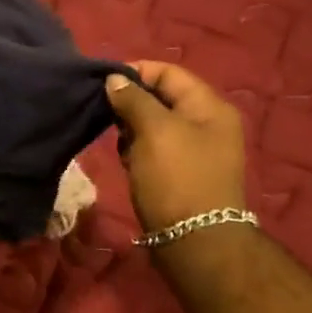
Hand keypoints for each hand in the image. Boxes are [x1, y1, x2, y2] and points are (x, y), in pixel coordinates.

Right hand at [105, 62, 247, 233]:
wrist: (194, 241)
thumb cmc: (176, 178)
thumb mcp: (153, 131)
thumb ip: (134, 100)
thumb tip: (115, 79)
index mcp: (209, 106)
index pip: (169, 72)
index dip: (135, 72)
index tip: (102, 83)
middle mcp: (207, 123)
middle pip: (162, 98)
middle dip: (131, 103)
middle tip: (106, 117)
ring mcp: (196, 150)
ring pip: (155, 125)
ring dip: (132, 129)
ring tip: (118, 144)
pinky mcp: (182, 172)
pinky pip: (155, 149)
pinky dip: (138, 150)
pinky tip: (127, 162)